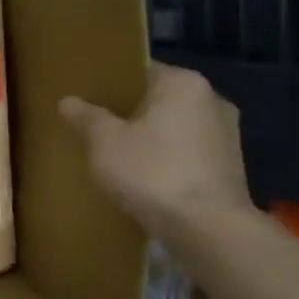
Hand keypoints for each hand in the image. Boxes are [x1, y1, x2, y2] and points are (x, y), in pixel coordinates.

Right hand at [59, 64, 252, 235]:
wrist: (208, 228)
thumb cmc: (152, 171)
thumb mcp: (104, 141)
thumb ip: (86, 117)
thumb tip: (67, 101)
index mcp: (183, 83)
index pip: (140, 70)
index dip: (110, 82)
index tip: (87, 97)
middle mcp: (212, 100)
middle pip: (159, 98)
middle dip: (130, 111)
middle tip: (96, 124)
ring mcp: (227, 134)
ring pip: (175, 126)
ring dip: (150, 136)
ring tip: (117, 151)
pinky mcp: (231, 166)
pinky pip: (188, 151)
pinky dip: (167, 157)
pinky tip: (144, 175)